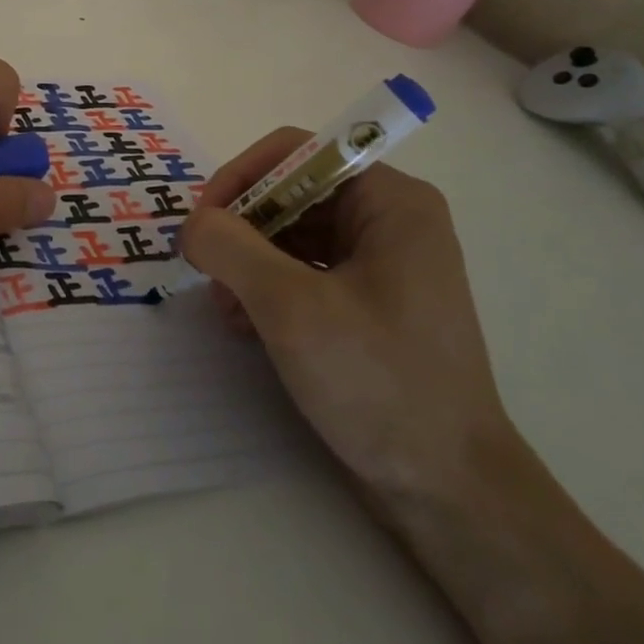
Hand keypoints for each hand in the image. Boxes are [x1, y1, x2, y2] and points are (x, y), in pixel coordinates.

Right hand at [178, 129, 512, 504]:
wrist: (449, 491)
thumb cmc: (380, 383)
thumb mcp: (292, 307)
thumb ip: (231, 247)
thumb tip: (193, 224)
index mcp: (390, 201)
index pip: (296, 152)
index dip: (240, 177)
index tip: (201, 224)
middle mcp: (388, 219)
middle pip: (290, 192)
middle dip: (241, 228)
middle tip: (205, 270)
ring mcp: (380, 262)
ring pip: (290, 233)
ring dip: (247, 262)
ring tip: (224, 307)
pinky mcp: (367, 301)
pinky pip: (303, 270)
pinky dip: (267, 288)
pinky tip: (246, 325)